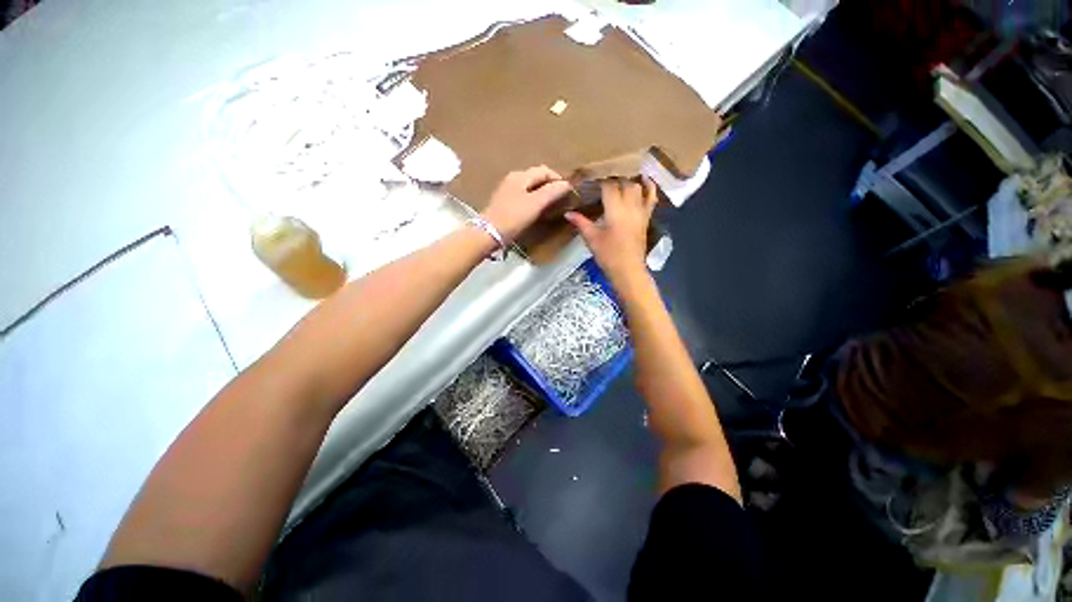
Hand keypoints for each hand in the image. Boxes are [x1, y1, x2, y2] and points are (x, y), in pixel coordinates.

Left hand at [481, 166, 572, 242]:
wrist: (489, 233)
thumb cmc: (513, 217)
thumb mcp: (535, 203)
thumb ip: (552, 192)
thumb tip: (567, 184)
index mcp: (521, 176)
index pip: (545, 170)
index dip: (558, 179)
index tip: (568, 192)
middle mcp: (513, 178)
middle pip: (536, 177)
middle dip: (550, 186)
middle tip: (560, 199)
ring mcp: (507, 190)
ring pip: (530, 187)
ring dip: (542, 193)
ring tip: (550, 205)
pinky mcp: (504, 202)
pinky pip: (523, 196)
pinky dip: (533, 200)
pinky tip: (535, 210)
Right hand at [565, 177, 656, 285]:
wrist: (628, 270)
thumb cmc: (608, 255)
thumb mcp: (591, 238)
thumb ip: (580, 222)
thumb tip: (567, 213)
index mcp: (615, 210)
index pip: (609, 186)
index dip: (599, 181)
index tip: (590, 180)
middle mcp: (630, 206)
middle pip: (624, 183)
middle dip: (613, 179)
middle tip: (601, 182)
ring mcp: (641, 211)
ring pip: (637, 187)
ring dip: (628, 181)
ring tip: (617, 181)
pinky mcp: (646, 218)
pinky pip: (651, 198)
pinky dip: (649, 187)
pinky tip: (644, 180)